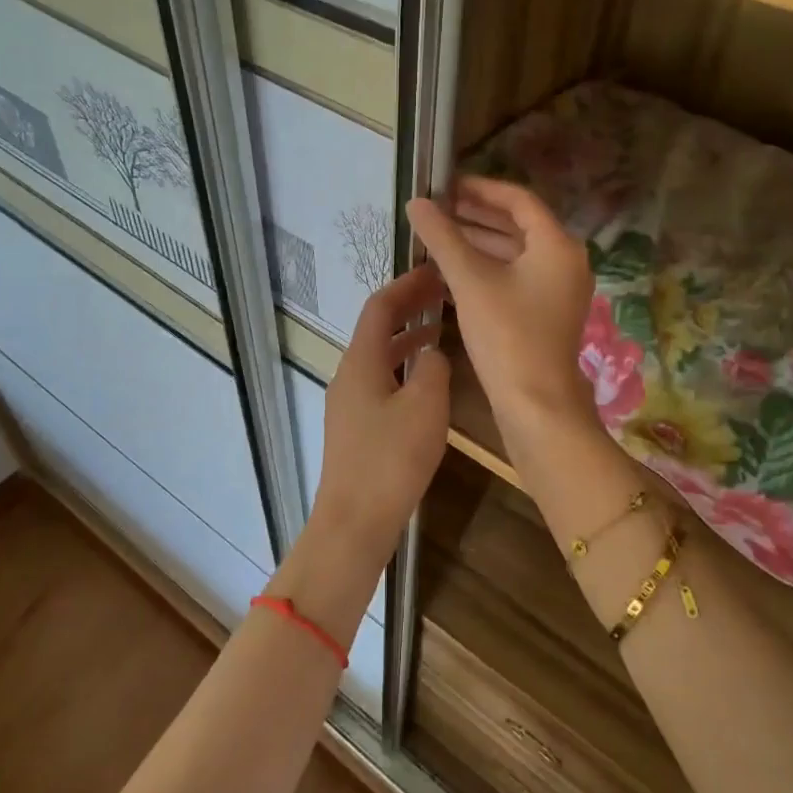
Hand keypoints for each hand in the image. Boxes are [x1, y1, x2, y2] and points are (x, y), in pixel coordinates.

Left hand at [312, 262, 451, 557]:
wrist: (354, 521)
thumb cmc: (391, 459)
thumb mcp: (425, 406)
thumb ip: (432, 367)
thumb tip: (431, 352)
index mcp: (360, 361)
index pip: (380, 306)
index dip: (407, 285)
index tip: (437, 271)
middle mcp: (349, 375)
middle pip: (377, 329)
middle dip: (409, 308)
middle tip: (444, 295)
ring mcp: (349, 403)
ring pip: (380, 357)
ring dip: (408, 339)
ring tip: (442, 330)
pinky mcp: (356, 428)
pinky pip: (381, 381)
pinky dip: (404, 368)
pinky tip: (427, 381)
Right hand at [406, 177, 596, 439]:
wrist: (535, 403)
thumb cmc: (506, 335)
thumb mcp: (469, 281)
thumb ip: (443, 237)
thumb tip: (416, 202)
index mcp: (557, 244)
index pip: (518, 200)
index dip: (480, 189)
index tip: (446, 186)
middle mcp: (566, 261)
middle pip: (519, 225)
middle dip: (477, 216)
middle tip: (437, 210)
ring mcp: (559, 289)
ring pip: (517, 253)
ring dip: (480, 243)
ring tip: (439, 237)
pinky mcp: (547, 313)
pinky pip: (517, 277)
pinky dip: (489, 268)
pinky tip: (455, 271)